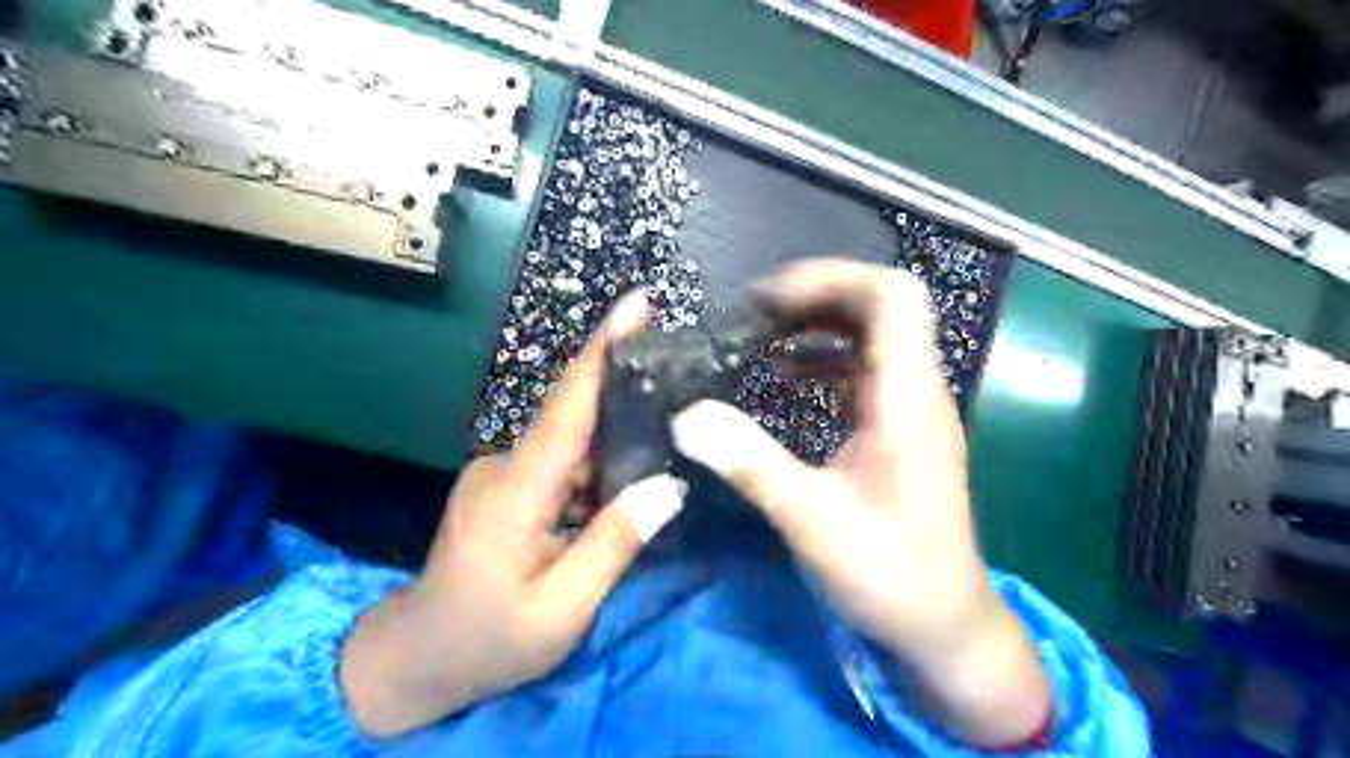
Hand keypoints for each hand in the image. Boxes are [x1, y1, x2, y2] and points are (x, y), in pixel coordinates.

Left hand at [342, 293, 686, 736]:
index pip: (567, 407)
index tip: (637, 303)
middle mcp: (506, 465)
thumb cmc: (488, 641)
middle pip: (574, 415)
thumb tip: (668, 488)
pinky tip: (623, 480)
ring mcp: (501, 473)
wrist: (414, 660)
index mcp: (517, 491)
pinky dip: (594, 464)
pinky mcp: (505, 486)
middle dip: (626, 388)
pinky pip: (560, 461)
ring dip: (614, 436)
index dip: (603, 351)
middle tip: (681, 377)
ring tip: (665, 436)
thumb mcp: (560, 610)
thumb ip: (613, 545)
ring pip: (571, 441)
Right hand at [674, 262, 1052, 746]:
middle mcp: (917, 391)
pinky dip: (823, 358)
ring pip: (873, 335)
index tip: (770, 299)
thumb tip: (688, 417)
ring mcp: (911, 408)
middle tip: (756, 311)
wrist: (944, 625)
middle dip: (817, 295)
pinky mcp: (899, 428)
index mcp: (907, 399)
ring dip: (819, 323)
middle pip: (881, 306)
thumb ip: (750, 463)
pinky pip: (863, 370)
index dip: (833, 279)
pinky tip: (783, 371)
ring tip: (761, 330)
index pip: (892, 297)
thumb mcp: (810, 520)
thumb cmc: (890, 575)